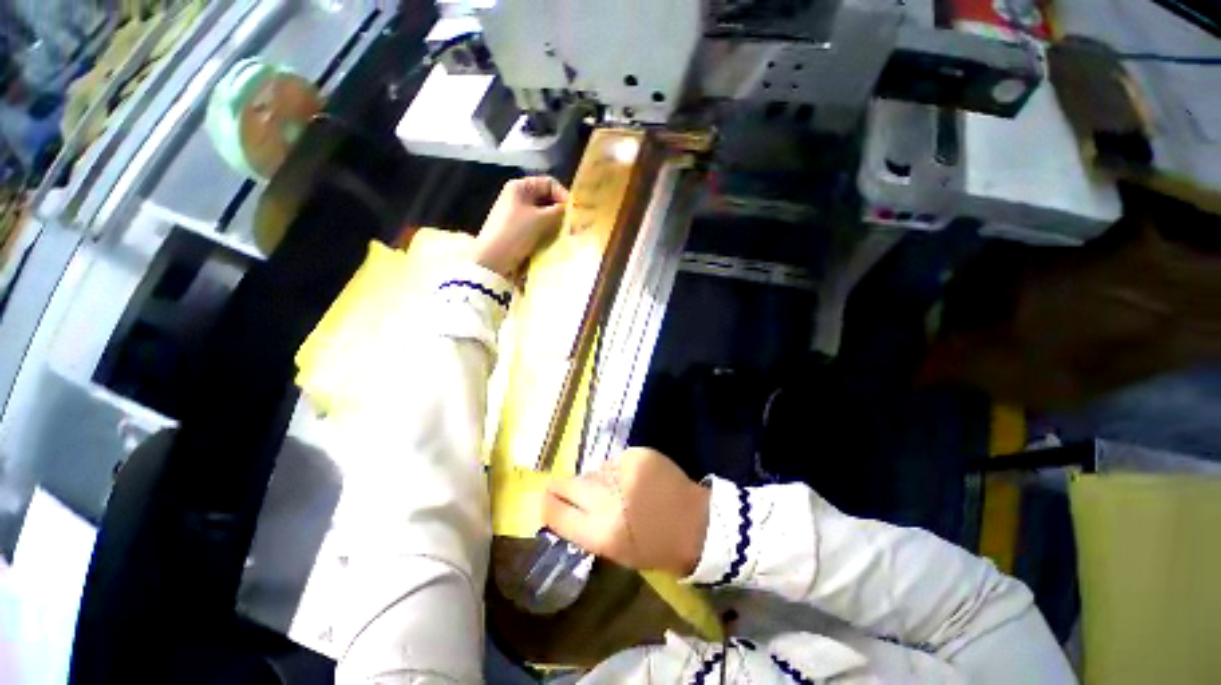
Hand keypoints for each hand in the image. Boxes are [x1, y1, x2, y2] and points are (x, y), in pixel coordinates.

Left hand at [472, 176, 568, 276]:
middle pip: (547, 199)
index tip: (574, 212)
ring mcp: (518, 215)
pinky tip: (555, 241)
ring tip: (565, 234)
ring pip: (544, 215)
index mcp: (520, 187)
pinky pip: (538, 227)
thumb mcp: (541, 219)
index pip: (549, 183)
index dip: (563, 195)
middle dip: (560, 211)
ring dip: (555, 224)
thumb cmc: (516, 233)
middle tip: (573, 225)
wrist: (494, 259)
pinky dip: (548, 232)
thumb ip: (559, 211)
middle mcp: (518, 197)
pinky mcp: (519, 231)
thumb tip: (571, 209)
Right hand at [543, 448, 709, 575]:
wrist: (696, 523)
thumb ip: (585, 528)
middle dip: (562, 487)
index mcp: (601, 533)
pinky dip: (617, 470)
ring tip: (614, 490)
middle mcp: (608, 499)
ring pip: (593, 471)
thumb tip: (560, 505)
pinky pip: (614, 461)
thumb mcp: (615, 551)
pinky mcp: (637, 454)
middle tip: (563, 488)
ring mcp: (624, 471)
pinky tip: (632, 479)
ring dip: (597, 480)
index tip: (545, 499)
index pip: (557, 513)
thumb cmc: (655, 547)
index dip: (547, 504)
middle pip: (568, 484)